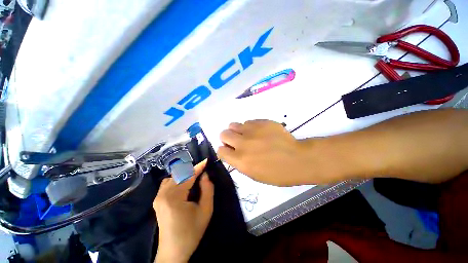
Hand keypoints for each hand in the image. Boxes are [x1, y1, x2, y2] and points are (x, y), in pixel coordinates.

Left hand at [154, 160, 213, 262]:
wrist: (173, 251)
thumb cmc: (191, 232)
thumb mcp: (206, 210)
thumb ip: (208, 189)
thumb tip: (205, 175)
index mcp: (174, 197)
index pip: (188, 175)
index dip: (199, 167)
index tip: (206, 160)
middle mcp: (163, 194)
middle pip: (179, 174)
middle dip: (192, 169)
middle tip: (203, 169)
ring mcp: (158, 197)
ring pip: (173, 177)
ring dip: (185, 173)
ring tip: (195, 176)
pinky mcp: (157, 200)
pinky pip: (168, 182)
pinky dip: (178, 179)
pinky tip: (184, 183)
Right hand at [218, 120, 313, 185]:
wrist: (297, 159)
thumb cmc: (277, 173)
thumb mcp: (253, 175)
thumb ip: (239, 162)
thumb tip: (232, 151)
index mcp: (240, 160)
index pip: (220, 151)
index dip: (224, 150)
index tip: (230, 150)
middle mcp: (242, 143)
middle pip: (223, 134)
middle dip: (227, 138)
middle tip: (237, 141)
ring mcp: (252, 131)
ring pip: (233, 125)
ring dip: (238, 131)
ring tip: (248, 135)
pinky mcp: (261, 122)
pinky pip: (248, 122)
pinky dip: (250, 127)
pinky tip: (260, 132)